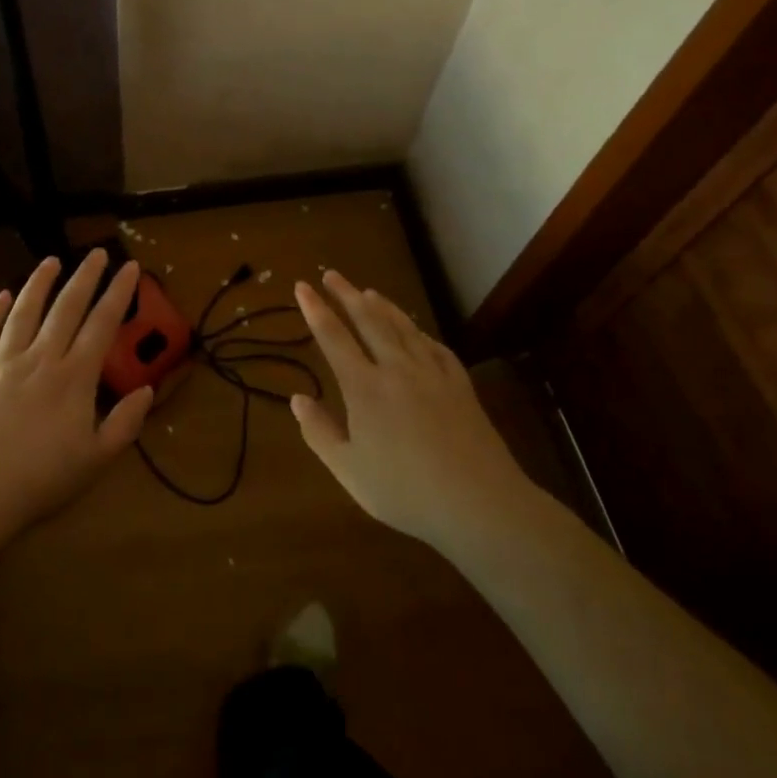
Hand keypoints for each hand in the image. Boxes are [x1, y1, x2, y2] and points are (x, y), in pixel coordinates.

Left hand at [0, 250, 155, 541]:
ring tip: (52, 260)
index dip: (118, 293)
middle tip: (97, 252)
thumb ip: (124, 424)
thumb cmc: (38, 482)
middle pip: (65, 308)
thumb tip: (147, 390)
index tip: (129, 268)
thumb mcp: (95, 461)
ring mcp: (0, 363)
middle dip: (85, 277)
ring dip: (39, 283)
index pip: (101, 325)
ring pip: (23, 312)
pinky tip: (0, 296)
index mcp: (73, 378)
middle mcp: (38, 359)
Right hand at [290, 270, 529, 547]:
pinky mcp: (461, 386)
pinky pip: (436, 348)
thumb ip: (319, 432)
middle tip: (332, 274)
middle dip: (347, 294)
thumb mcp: (348, 470)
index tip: (302, 286)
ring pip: (403, 328)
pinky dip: (420, 333)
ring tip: (368, 291)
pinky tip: (417, 332)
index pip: (333, 338)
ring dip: (383, 306)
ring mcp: (433, 374)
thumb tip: (297, 399)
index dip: (316, 310)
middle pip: (369, 320)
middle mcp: (397, 370)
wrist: (479, 503)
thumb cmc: (405, 491)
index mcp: (364, 388)